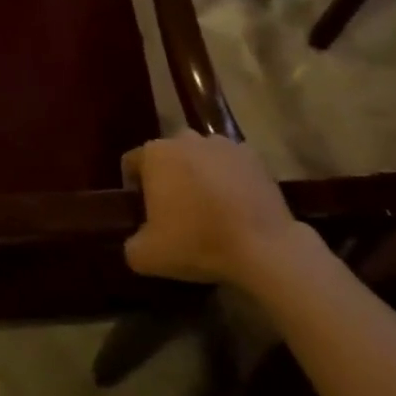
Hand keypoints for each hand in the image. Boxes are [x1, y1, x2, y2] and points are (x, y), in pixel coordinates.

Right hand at [121, 132, 310, 290]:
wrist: (264, 247)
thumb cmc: (197, 242)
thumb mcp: (147, 256)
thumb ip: (131, 244)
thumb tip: (137, 241)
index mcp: (155, 154)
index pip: (132, 163)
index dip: (134, 187)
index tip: (144, 212)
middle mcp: (185, 138)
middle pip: (168, 156)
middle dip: (169, 177)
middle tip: (177, 212)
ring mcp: (221, 144)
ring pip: (200, 157)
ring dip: (199, 175)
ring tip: (210, 209)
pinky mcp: (252, 156)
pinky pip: (231, 165)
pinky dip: (229, 179)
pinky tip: (236, 206)